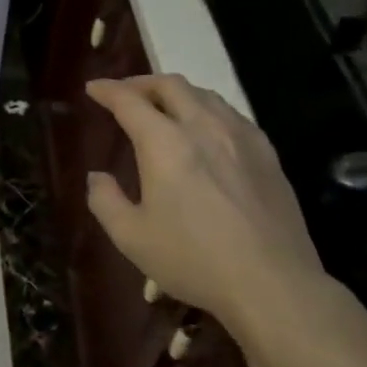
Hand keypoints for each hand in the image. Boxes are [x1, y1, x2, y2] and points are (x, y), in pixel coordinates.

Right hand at [86, 74, 333, 354]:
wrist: (272, 283)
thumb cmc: (194, 260)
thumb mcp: (132, 238)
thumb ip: (105, 201)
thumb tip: (97, 176)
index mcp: (165, 142)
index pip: (129, 101)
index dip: (107, 90)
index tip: (93, 87)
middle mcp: (203, 126)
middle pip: (170, 85)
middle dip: (142, 83)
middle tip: (125, 94)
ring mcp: (240, 136)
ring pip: (204, 94)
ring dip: (177, 93)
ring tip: (164, 108)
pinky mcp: (267, 153)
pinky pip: (231, 114)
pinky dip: (207, 109)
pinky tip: (207, 130)